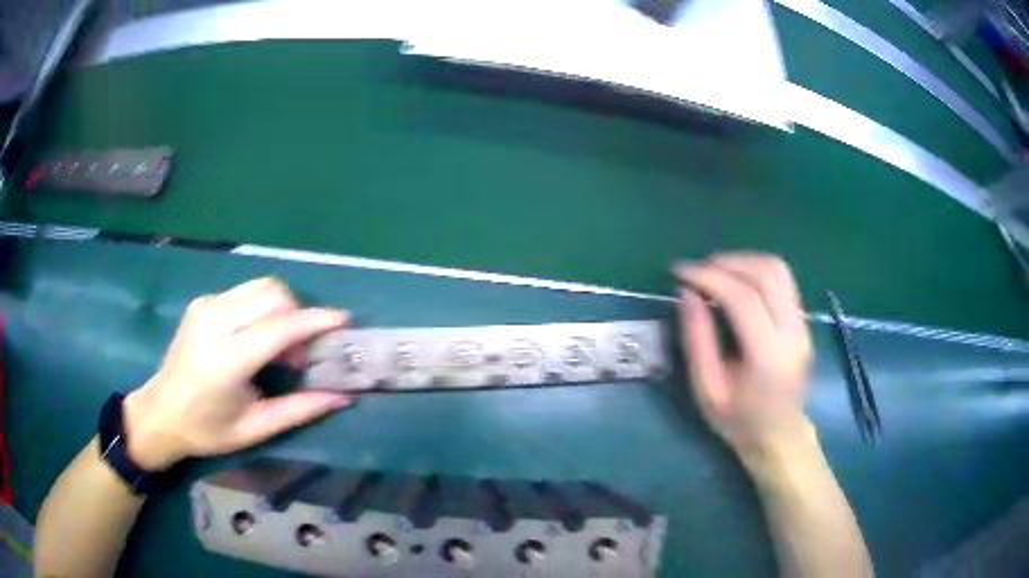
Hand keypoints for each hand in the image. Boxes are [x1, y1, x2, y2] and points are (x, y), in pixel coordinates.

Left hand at [123, 277, 352, 470]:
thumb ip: (300, 410)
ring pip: (260, 286)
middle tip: (300, 353)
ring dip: (282, 308)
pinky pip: (244, 292)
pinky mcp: (202, 302)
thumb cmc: (208, 430)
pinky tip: (256, 336)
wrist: (161, 413)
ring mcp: (205, 307)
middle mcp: (213, 323)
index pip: (278, 327)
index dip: (314, 320)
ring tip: (280, 345)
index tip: (343, 320)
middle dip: (298, 315)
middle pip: (272, 294)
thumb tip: (343, 397)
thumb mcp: (255, 429)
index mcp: (226, 360)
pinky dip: (263, 308)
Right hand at [675, 253, 813, 461]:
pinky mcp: (803, 321)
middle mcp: (793, 334)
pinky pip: (783, 280)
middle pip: (765, 275)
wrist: (779, 436)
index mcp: (768, 357)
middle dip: (726, 263)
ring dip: (743, 261)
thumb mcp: (706, 390)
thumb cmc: (738, 421)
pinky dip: (756, 270)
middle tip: (696, 270)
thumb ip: (697, 340)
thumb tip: (687, 293)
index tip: (680, 272)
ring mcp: (803, 325)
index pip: (743, 299)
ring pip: (778, 270)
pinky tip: (737, 280)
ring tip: (715, 270)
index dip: (709, 277)